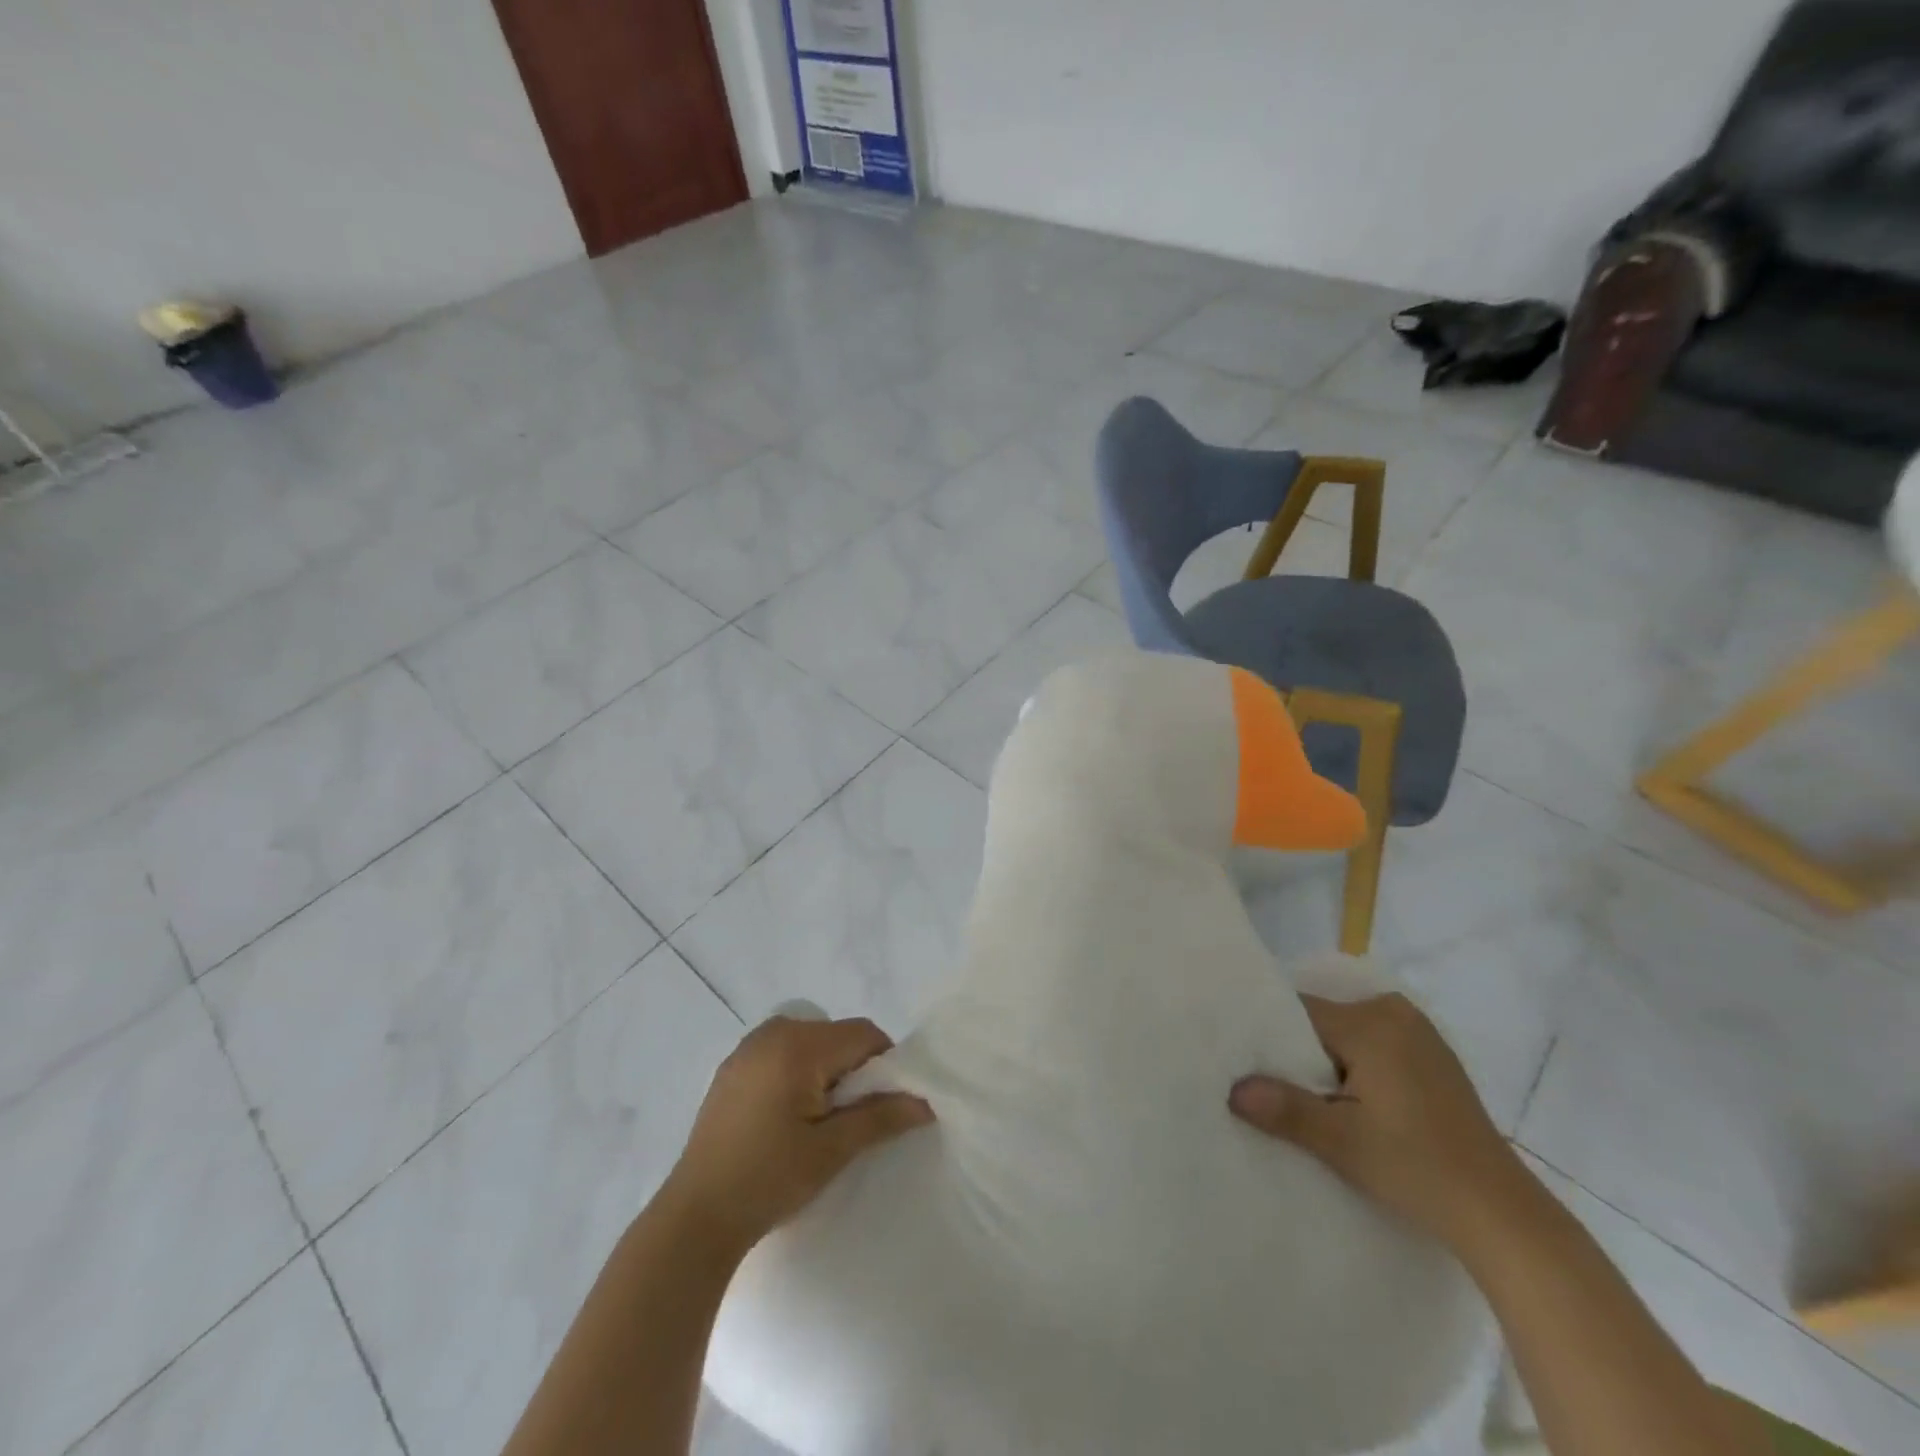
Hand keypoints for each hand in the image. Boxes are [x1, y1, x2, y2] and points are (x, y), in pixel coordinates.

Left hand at [661, 1015, 932, 1256]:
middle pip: (836, 1035)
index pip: (863, 1034)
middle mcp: (773, 1032)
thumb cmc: (768, 1179)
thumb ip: (880, 1117)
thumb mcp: (832, 1150)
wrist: (694, 1218)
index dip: (884, 1064)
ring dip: (827, 1071)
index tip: (883, 1105)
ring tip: (820, 1121)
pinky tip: (789, 1118)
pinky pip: (783, 1053)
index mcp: (798, 1044)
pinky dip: (799, 1073)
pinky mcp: (732, 1067)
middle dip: (854, 1068)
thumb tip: (924, 1102)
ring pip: (811, 1043)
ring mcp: (748, 1048)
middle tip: (851, 1118)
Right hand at [1229, 993, 1529, 1252]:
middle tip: (1270, 1084)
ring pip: (1347, 1035)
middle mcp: (1395, 1013)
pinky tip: (1348, 1102)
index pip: (1299, 1011)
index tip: (1246, 1059)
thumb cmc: (1418, 1169)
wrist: (1503, 1216)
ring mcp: (1419, 1034)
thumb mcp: (1342, 1142)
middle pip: (1323, 1021)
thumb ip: (1285, 1109)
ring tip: (1304, 1096)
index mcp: (1372, 1022)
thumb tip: (1232, 1089)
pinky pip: (1374, 1046)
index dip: (1270, 1035)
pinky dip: (1356, 1067)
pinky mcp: (1433, 1058)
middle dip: (1298, 1052)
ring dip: (1328, 1062)